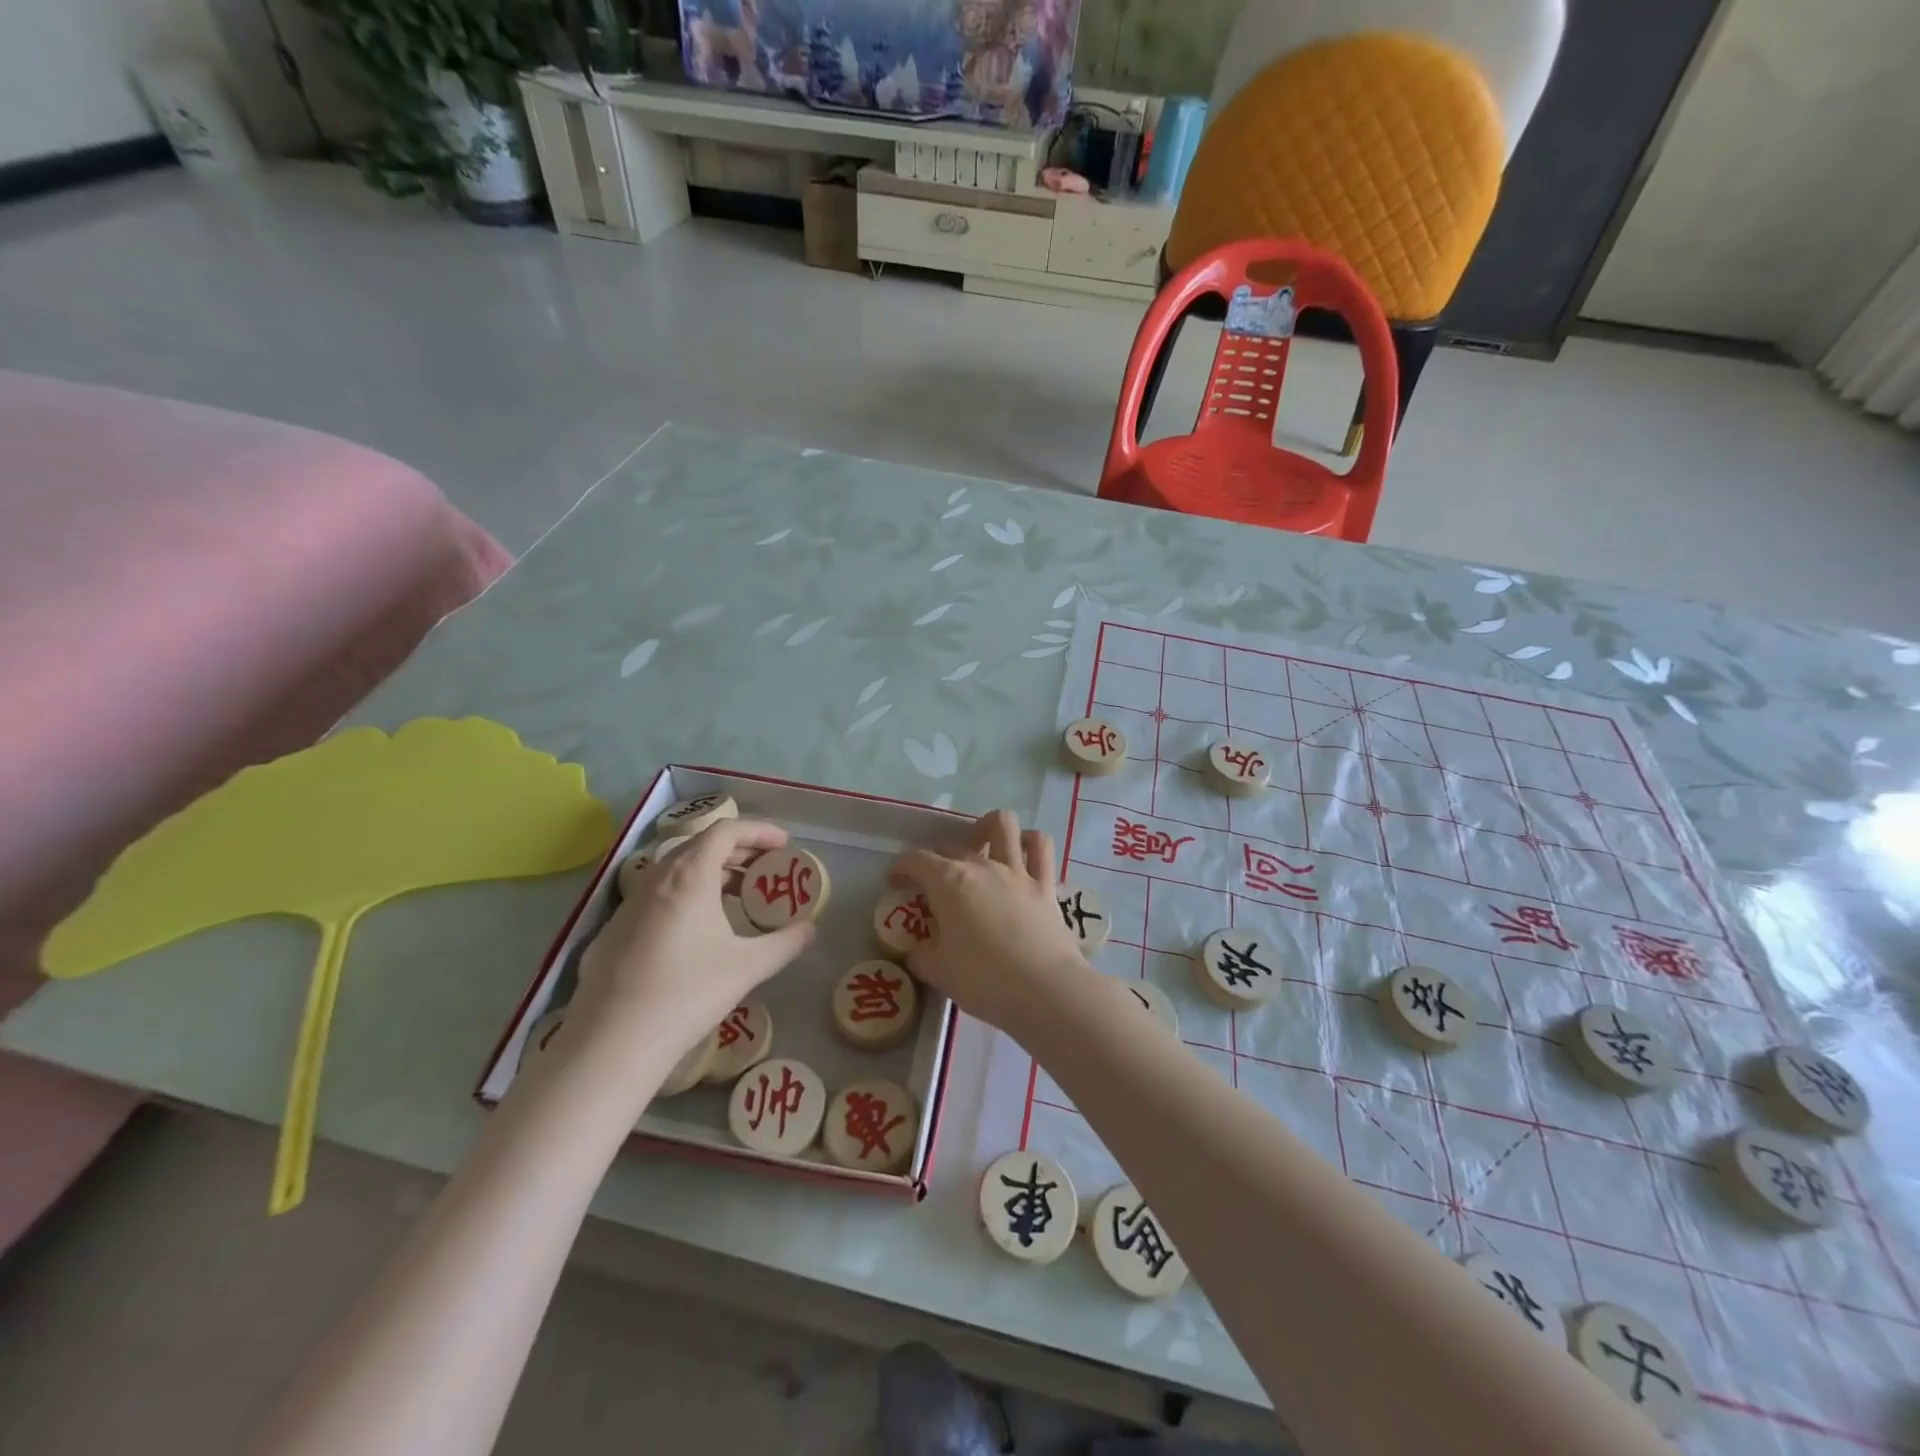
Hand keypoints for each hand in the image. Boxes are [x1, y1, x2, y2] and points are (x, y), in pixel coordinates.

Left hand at [564, 820, 815, 1085]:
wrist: (612, 1044)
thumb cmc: (687, 994)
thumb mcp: (747, 967)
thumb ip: (785, 943)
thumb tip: (810, 930)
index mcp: (689, 876)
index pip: (725, 832)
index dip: (758, 831)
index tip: (783, 844)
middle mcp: (655, 879)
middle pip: (699, 845)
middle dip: (737, 850)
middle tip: (765, 868)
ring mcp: (629, 905)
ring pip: (674, 870)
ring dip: (710, 872)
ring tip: (737, 896)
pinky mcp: (612, 931)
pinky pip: (655, 896)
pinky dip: (684, 895)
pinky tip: (696, 931)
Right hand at [888, 810, 1088, 1039]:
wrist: (1043, 989)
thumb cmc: (983, 979)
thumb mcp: (938, 972)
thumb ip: (922, 955)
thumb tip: (919, 950)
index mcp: (948, 882)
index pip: (915, 860)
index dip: (901, 868)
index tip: (896, 883)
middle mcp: (981, 866)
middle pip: (952, 846)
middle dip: (937, 859)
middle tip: (935, 884)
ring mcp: (1016, 871)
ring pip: (1002, 825)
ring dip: (987, 828)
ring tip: (981, 845)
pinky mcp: (1045, 884)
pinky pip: (1040, 847)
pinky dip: (1029, 842)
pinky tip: (1022, 851)